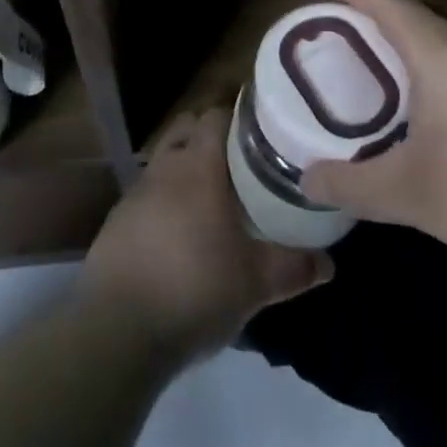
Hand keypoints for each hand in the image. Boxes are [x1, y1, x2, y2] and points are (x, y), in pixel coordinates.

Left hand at [77, 108, 331, 363]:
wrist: (116, 331)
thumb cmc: (194, 289)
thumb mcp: (255, 283)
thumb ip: (294, 267)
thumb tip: (330, 263)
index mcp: (199, 165)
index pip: (217, 115)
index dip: (239, 115)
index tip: (263, 128)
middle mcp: (165, 167)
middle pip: (187, 128)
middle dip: (210, 134)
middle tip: (241, 158)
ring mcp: (135, 192)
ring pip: (165, 159)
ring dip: (185, 166)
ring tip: (212, 195)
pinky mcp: (116, 221)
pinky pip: (147, 194)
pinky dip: (164, 199)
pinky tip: (179, 231)